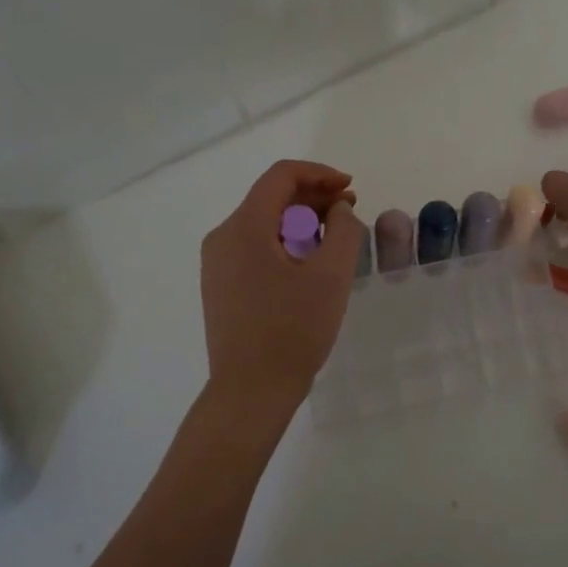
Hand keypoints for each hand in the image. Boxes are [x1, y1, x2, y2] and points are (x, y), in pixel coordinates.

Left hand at [201, 159, 361, 406]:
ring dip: (301, 223)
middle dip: (313, 199)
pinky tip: (309, 266)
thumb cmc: (293, 331)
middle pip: (270, 198)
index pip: (281, 177)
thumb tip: (338, 210)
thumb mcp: (331, 276)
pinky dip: (285, 244)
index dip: (320, 174)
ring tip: (334, 242)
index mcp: (244, 227)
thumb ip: (343, 230)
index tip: (350, 190)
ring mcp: (216, 264)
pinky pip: (255, 249)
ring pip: (263, 224)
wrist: (251, 392)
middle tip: (349, 214)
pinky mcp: (220, 286)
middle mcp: (223, 237)